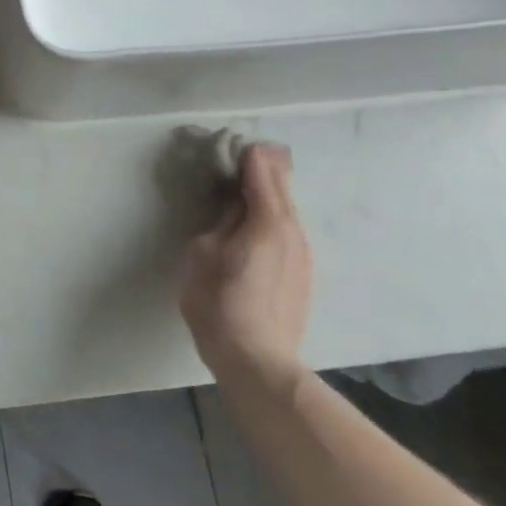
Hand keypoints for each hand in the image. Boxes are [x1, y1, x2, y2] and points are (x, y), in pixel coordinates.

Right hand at [180, 142, 312, 390]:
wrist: (257, 361)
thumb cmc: (219, 303)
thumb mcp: (203, 254)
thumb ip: (221, 223)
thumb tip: (234, 209)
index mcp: (267, 221)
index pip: (261, 174)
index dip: (248, 156)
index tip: (236, 143)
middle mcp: (292, 232)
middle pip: (282, 188)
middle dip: (266, 168)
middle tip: (249, 153)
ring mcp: (302, 255)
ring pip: (287, 212)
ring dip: (271, 194)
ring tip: (251, 184)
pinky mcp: (302, 275)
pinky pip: (288, 232)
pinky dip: (275, 216)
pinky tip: (259, 223)